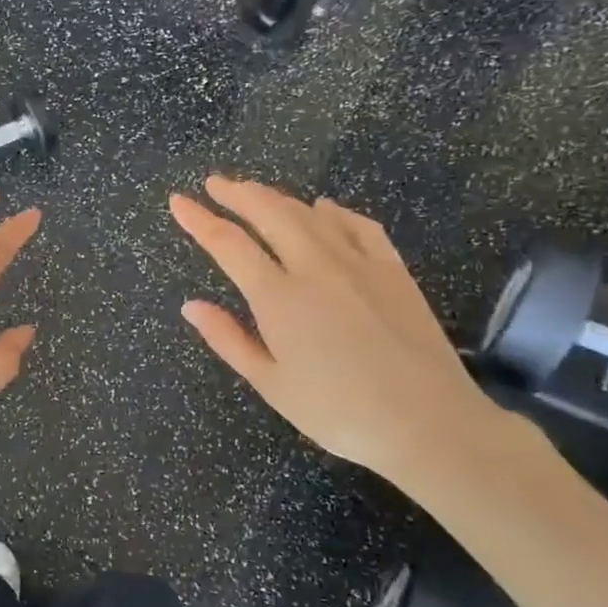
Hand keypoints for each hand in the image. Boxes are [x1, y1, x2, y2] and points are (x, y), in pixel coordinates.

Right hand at [169, 176, 501, 484]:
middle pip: (270, 213)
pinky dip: (335, 211)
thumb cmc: (338, 413)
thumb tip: (191, 306)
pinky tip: (325, 208)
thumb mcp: (271, 383)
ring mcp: (359, 264)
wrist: (429, 423)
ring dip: (278, 198)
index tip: (178, 201)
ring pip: (311, 213)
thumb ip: (228, 339)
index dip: (199, 219)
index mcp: (278, 298)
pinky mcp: (394, 270)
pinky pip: (359, 225)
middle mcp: (315, 267)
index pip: (228, 244)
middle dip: (237, 193)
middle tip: (215, 182)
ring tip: (257, 192)